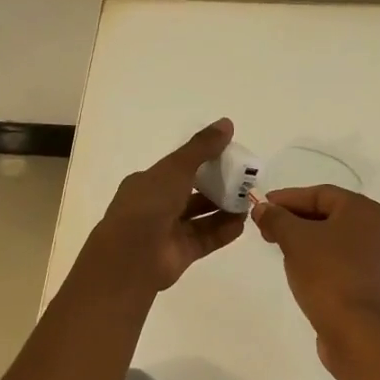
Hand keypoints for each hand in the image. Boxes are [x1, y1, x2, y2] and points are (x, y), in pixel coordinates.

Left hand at [82, 119, 247, 292]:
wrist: (131, 257)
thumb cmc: (149, 204)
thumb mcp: (176, 168)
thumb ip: (202, 147)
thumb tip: (227, 123)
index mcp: (148, 182)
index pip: (179, 168)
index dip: (203, 161)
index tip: (229, 156)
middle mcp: (157, 205)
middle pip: (192, 192)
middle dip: (218, 186)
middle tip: (245, 180)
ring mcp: (168, 231)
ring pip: (201, 217)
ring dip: (224, 209)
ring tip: (248, 201)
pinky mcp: (180, 253)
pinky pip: (206, 238)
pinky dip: (223, 231)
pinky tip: (242, 223)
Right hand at [253, 185, 379, 368]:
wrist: (357, 333)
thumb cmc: (327, 275)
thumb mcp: (294, 240)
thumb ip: (276, 218)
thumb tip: (262, 207)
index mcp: (362, 211)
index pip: (319, 193)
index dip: (287, 198)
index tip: (262, 206)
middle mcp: (376, 230)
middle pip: (328, 216)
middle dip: (294, 220)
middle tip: (266, 228)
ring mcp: (377, 261)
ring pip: (335, 241)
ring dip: (306, 241)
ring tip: (279, 249)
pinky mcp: (372, 287)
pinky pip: (341, 265)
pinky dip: (320, 262)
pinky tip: (302, 273)